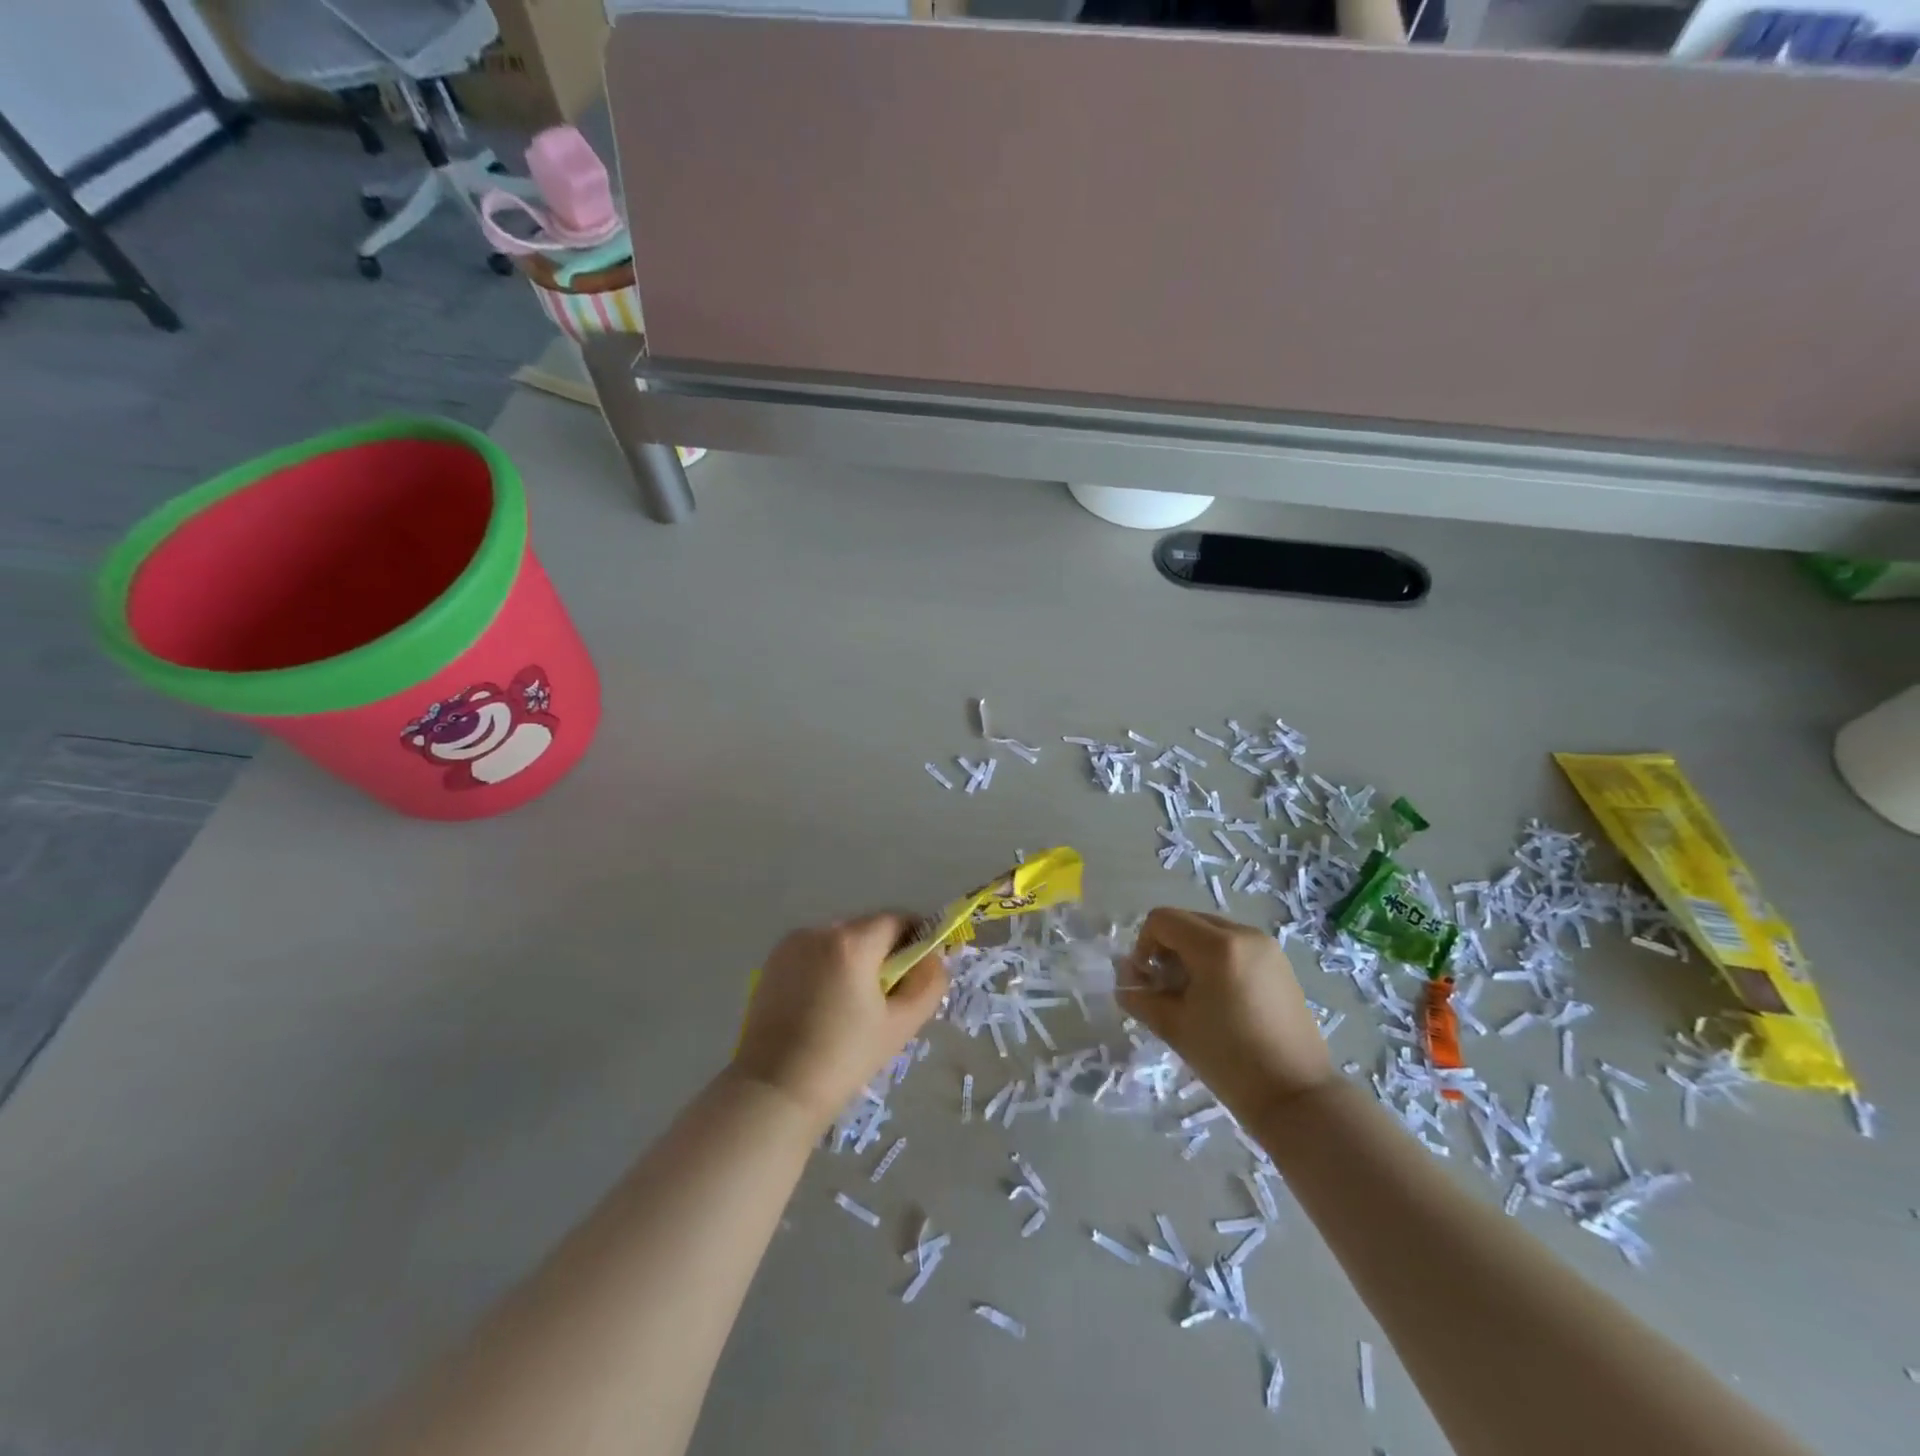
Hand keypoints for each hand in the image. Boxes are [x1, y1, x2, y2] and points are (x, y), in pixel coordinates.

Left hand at [733, 913, 949, 1127]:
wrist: (775, 1091)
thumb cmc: (844, 1059)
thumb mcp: (901, 1025)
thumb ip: (929, 984)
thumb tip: (934, 959)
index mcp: (852, 943)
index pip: (896, 920)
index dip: (916, 937)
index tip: (921, 965)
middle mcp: (819, 931)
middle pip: (866, 928)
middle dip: (884, 951)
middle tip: (890, 991)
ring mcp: (792, 944)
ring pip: (839, 940)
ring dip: (854, 958)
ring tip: (854, 1001)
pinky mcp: (772, 961)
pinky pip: (813, 952)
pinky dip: (827, 966)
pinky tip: (826, 1003)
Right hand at [1118, 908, 1332, 1115]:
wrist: (1296, 1097)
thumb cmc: (1229, 1061)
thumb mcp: (1174, 1026)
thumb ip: (1141, 996)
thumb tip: (1124, 981)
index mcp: (1217, 946)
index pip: (1163, 920)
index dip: (1143, 945)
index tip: (1147, 981)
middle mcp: (1244, 934)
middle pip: (1187, 921)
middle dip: (1167, 948)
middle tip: (1166, 988)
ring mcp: (1267, 947)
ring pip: (1211, 932)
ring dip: (1191, 953)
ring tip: (1194, 995)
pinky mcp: (1280, 963)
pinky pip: (1235, 945)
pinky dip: (1216, 959)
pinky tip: (1220, 998)